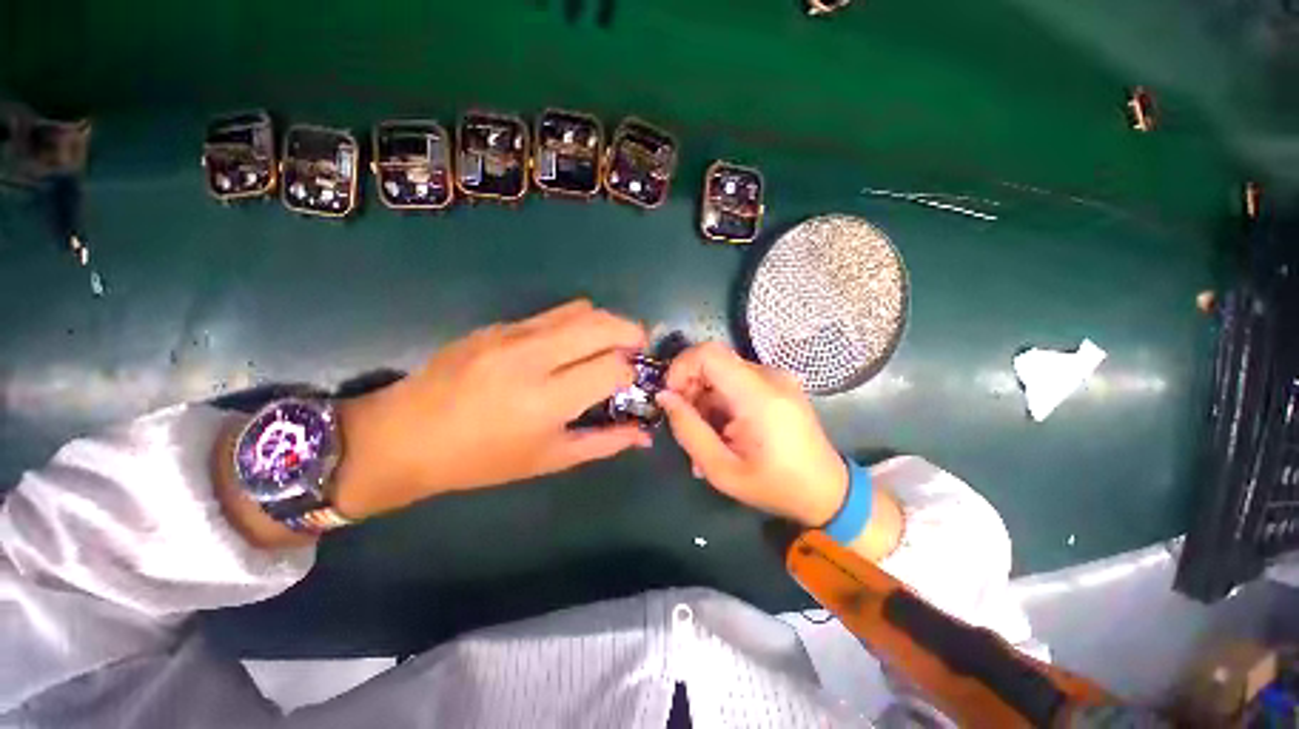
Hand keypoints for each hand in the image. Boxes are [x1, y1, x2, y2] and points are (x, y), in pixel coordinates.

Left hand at [331, 300, 650, 518]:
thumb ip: (605, 442)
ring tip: (605, 346)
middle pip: (603, 324)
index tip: (631, 383)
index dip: (632, 373)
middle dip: (631, 333)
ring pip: (581, 309)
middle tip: (634, 352)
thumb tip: (644, 434)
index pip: (613, 366)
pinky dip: (575, 324)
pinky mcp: (498, 324)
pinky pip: (552, 314)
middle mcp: (533, 357)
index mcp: (546, 400)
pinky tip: (567, 347)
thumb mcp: (550, 460)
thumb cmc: (482, 460)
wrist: (405, 435)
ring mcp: (512, 334)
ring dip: (605, 324)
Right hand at [657, 342, 847, 526]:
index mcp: (758, 395)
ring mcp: (777, 378)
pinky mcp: (778, 384)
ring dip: (704, 398)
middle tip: (686, 423)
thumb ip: (688, 430)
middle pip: (713, 362)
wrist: (828, 491)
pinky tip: (722, 431)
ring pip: (722, 372)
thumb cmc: (775, 486)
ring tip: (704, 436)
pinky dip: (721, 401)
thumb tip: (664, 397)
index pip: (708, 353)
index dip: (681, 367)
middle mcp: (770, 376)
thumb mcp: (722, 469)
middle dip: (690, 387)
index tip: (671, 397)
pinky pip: (737, 382)